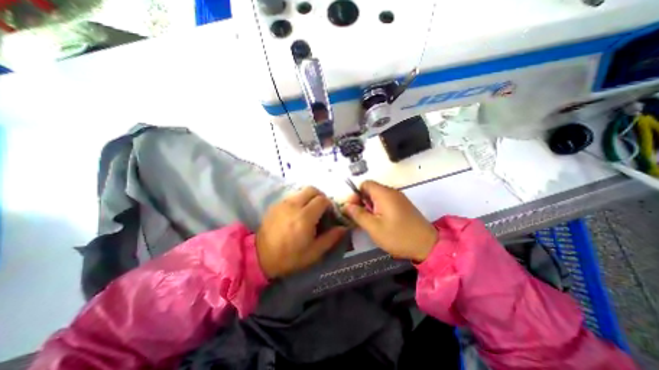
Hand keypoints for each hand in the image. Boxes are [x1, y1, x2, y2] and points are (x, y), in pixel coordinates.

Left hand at [256, 188, 346, 276]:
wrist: (260, 256)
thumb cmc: (289, 257)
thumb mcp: (314, 253)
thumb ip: (331, 238)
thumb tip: (344, 228)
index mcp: (305, 218)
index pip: (322, 200)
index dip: (329, 205)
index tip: (329, 214)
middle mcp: (294, 206)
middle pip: (312, 190)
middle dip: (321, 196)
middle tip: (321, 209)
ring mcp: (283, 203)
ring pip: (302, 191)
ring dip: (310, 197)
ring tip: (310, 211)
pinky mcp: (277, 204)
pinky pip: (293, 196)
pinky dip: (300, 200)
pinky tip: (298, 212)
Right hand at [339, 181, 435, 261]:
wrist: (428, 245)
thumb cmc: (398, 236)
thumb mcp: (374, 227)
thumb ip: (358, 214)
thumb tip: (346, 205)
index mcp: (384, 194)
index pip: (364, 184)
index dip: (356, 194)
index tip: (353, 208)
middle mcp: (392, 192)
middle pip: (370, 189)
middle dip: (362, 201)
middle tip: (359, 217)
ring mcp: (398, 198)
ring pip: (377, 197)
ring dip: (369, 206)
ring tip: (368, 221)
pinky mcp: (402, 205)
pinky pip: (385, 202)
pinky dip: (378, 209)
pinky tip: (378, 222)